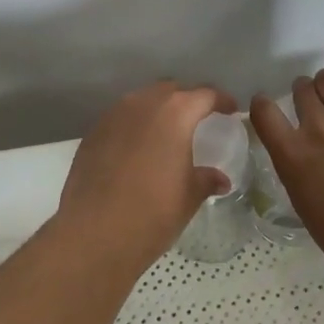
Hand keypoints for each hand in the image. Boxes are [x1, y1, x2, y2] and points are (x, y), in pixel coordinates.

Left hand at [57, 81, 235, 272]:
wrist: (94, 233)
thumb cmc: (152, 213)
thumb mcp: (188, 197)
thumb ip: (206, 180)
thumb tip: (220, 179)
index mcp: (175, 113)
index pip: (205, 94)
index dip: (221, 100)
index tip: (230, 110)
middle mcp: (143, 103)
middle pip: (171, 90)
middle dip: (187, 100)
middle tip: (198, 118)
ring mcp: (114, 115)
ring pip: (142, 100)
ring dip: (158, 110)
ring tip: (167, 132)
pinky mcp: (93, 132)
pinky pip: (121, 118)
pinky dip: (134, 125)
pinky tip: (137, 149)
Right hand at [249, 48, 323, 287]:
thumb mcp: (309, 211)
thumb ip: (300, 175)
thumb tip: (303, 158)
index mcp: (293, 157)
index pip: (264, 114)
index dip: (263, 106)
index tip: (267, 107)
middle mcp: (317, 128)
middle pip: (302, 92)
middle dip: (303, 94)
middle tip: (312, 104)